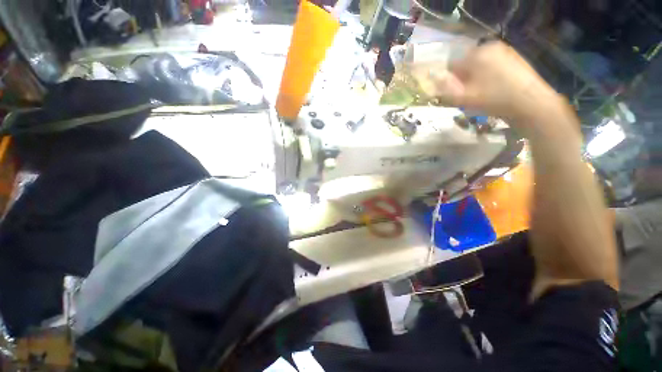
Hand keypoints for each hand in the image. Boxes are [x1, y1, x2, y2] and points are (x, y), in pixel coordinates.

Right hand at [429, 41, 567, 133]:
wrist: (530, 103)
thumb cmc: (493, 99)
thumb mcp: (463, 98)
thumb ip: (445, 89)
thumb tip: (433, 81)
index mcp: (476, 54)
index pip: (452, 65)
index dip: (450, 81)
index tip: (455, 94)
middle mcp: (490, 47)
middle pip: (467, 64)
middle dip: (464, 79)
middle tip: (469, 95)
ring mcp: (505, 51)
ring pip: (480, 66)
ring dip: (476, 79)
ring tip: (483, 94)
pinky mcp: (515, 59)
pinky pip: (493, 66)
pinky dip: (489, 77)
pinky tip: (495, 89)